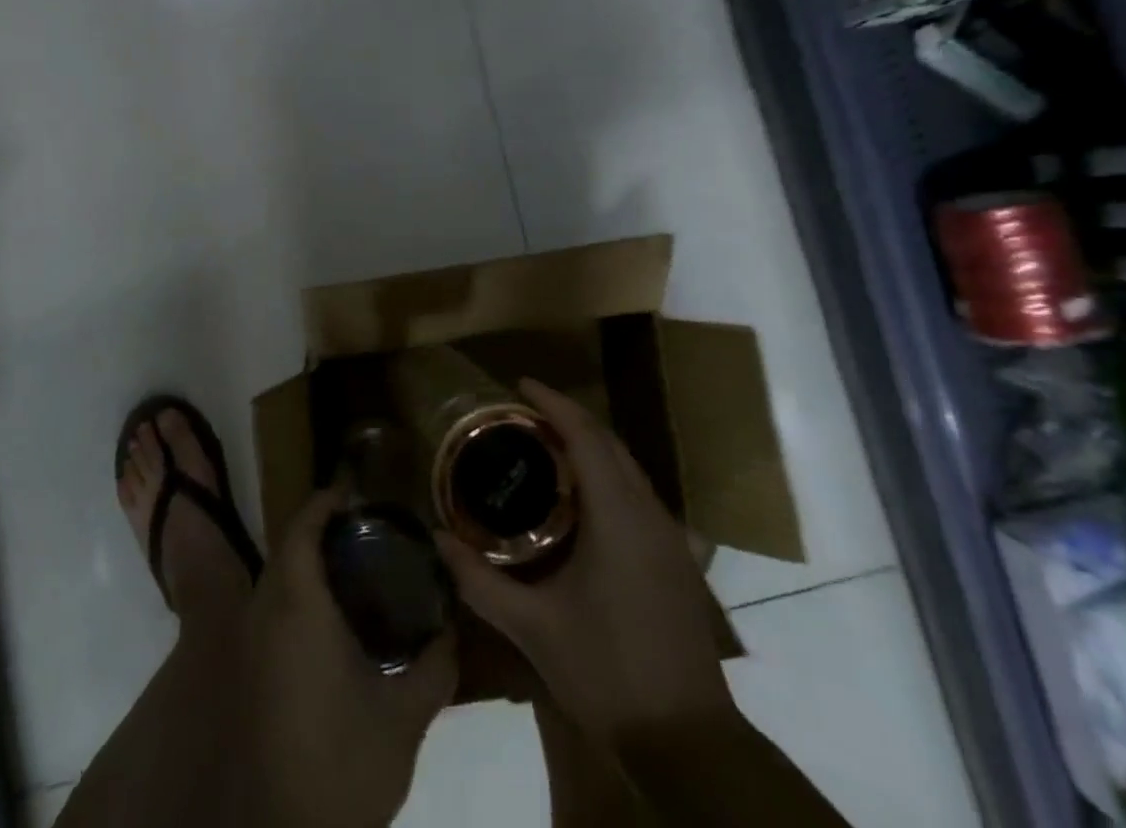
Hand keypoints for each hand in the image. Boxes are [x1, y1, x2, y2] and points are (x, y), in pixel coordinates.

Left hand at [236, 484, 456, 827]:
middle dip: (320, 529)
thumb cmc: (344, 763)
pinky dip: (298, 596)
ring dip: (307, 563)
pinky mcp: (251, 674)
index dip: (325, 502)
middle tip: (367, 529)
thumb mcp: (404, 717)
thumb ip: (435, 665)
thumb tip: (453, 627)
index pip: (301, 529)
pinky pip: (271, 611)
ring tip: (357, 566)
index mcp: (298, 607)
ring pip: (276, 580)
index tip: (357, 492)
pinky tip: (335, 620)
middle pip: (287, 548)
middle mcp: (265, 615)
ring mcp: (252, 646)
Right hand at [434, 380, 736, 742]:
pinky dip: (607, 474)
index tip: (521, 383)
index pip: (585, 436)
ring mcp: (670, 536)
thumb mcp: (533, 628)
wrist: (688, 741)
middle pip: (609, 442)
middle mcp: (649, 513)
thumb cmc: (607, 673)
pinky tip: (582, 498)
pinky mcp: (677, 558)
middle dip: (569, 417)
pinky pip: (638, 492)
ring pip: (628, 466)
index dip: (553, 403)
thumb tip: (437, 540)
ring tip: (545, 444)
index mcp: (618, 516)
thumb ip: (480, 581)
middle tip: (524, 413)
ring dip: (590, 444)